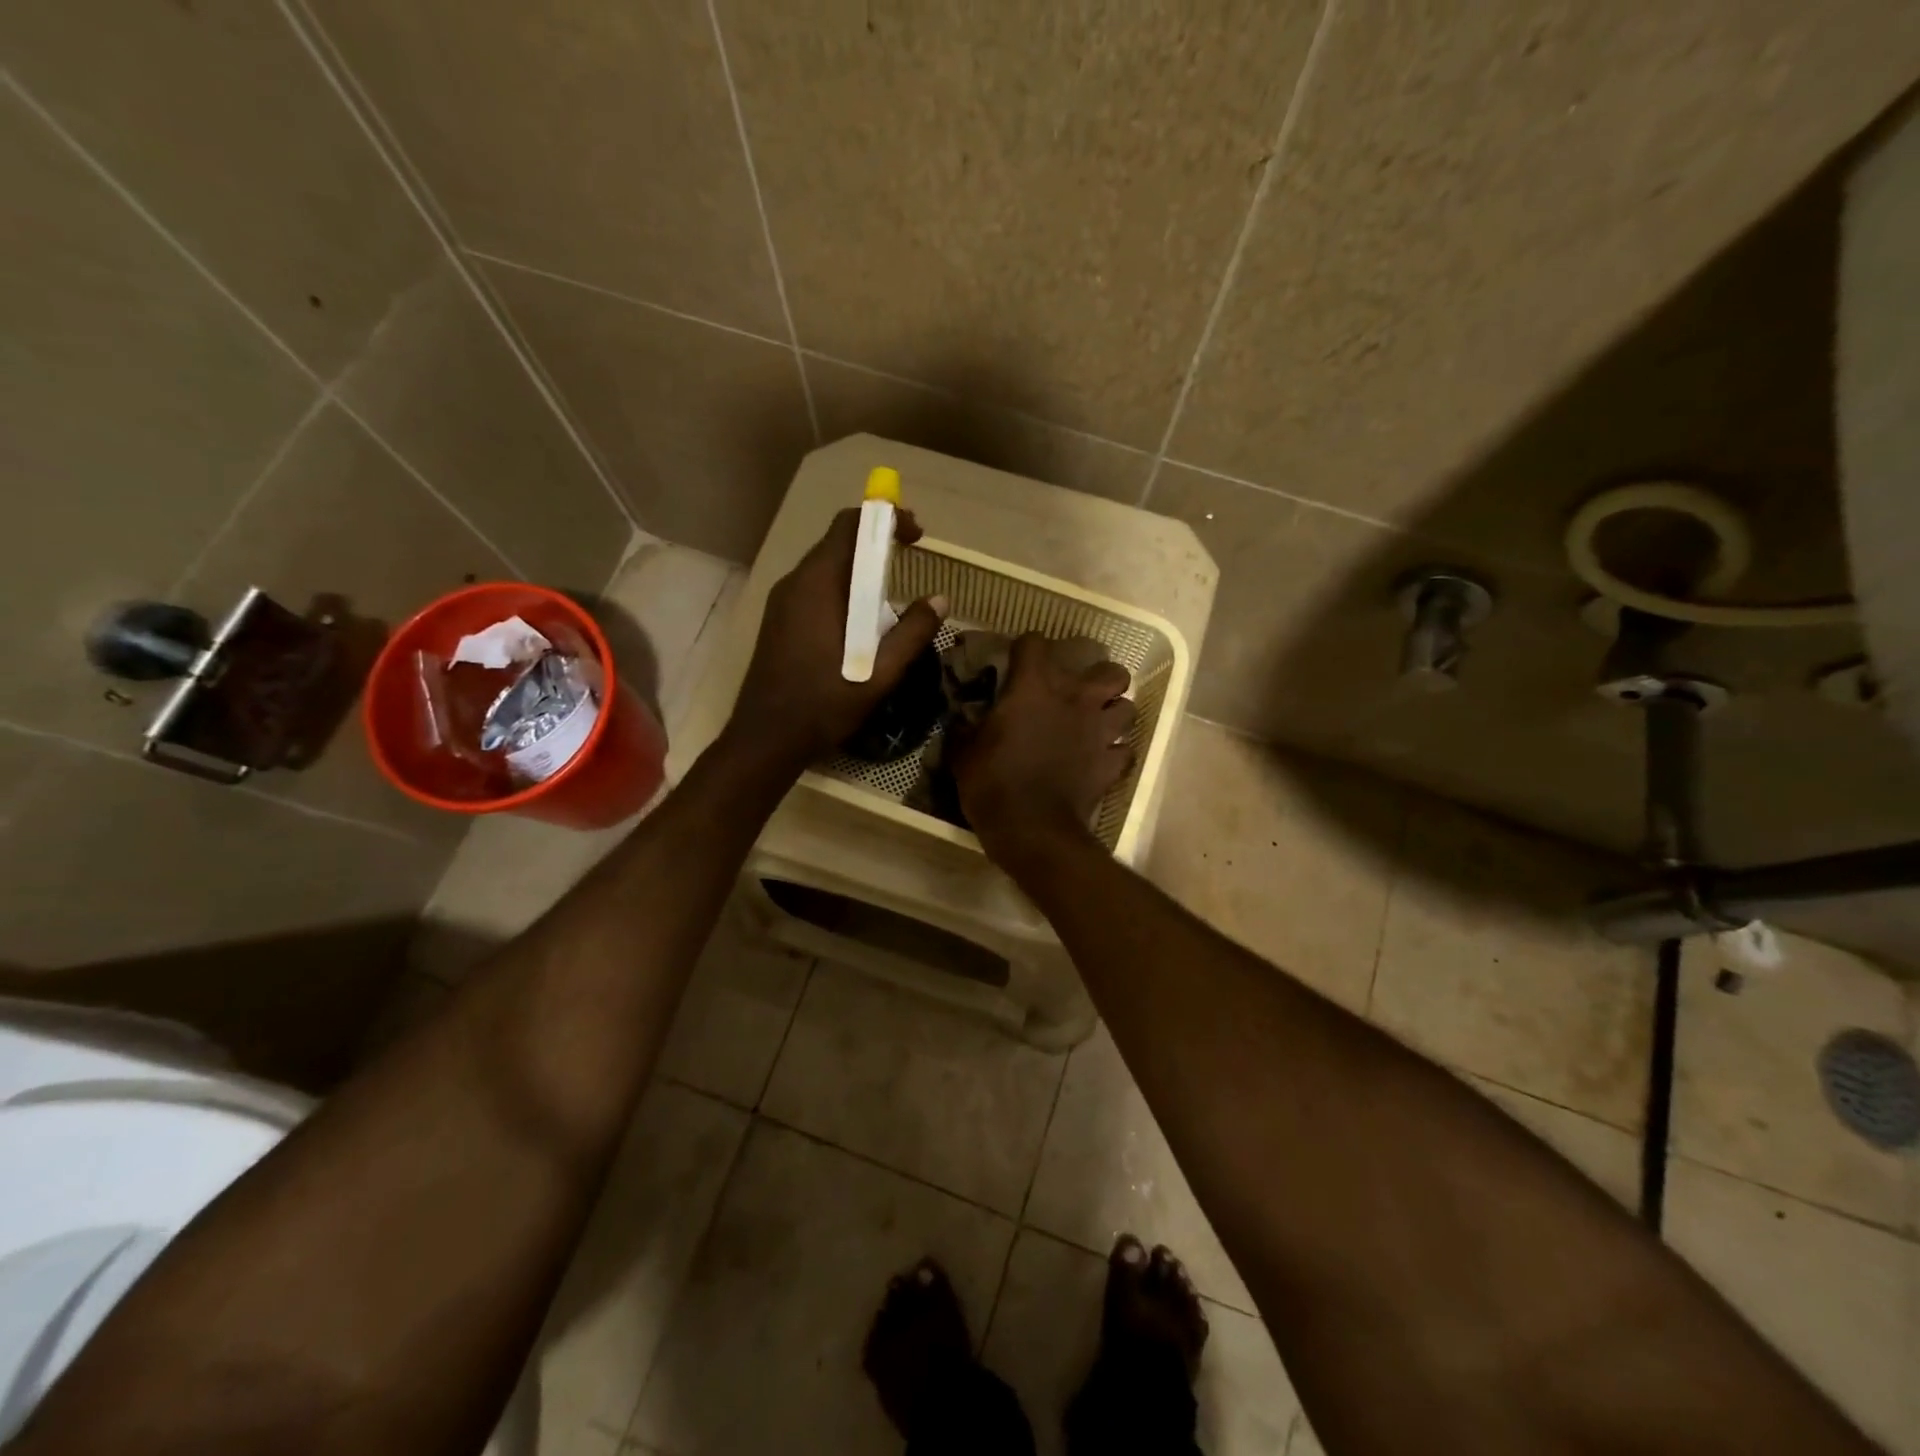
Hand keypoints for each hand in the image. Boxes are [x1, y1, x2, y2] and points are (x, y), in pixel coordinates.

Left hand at [728, 508, 945, 768]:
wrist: (766, 738)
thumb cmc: (823, 704)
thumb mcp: (879, 673)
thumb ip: (912, 634)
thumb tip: (940, 600)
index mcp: (817, 585)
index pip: (849, 526)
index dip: (885, 520)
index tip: (917, 534)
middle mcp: (794, 583)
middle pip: (837, 543)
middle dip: (876, 544)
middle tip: (911, 558)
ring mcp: (782, 602)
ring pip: (826, 568)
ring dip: (860, 569)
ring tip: (892, 591)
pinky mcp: (779, 621)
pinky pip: (816, 590)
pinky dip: (844, 589)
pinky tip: (861, 620)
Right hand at [949, 633, 1133, 860]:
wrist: (1029, 827)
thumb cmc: (991, 782)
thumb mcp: (963, 751)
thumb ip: (966, 726)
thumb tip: (962, 718)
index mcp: (1034, 686)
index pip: (1036, 643)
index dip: (1027, 649)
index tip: (1018, 663)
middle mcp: (1076, 699)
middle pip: (1110, 671)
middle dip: (1098, 678)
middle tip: (1078, 694)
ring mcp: (1100, 731)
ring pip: (1128, 707)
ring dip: (1114, 713)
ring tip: (1097, 724)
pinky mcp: (1111, 763)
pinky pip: (1125, 751)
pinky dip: (1116, 753)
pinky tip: (1102, 759)